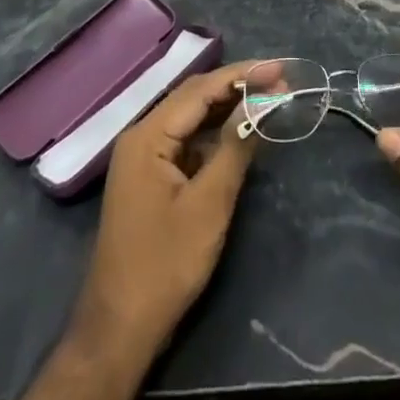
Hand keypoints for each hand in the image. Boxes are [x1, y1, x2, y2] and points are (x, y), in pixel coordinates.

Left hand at [71, 59, 277, 359]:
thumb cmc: (165, 265)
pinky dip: (215, 134)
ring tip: (269, 100)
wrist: (119, 330)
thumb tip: (261, 103)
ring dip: (228, 108)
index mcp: (148, 136)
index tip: (280, 68)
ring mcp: (144, 159)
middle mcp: (141, 137)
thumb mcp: (209, 204)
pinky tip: (241, 133)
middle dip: (238, 87)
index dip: (243, 75)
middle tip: (280, 81)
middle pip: (194, 97)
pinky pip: (187, 141)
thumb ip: (235, 146)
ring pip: (191, 118)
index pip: (201, 89)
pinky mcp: (151, 179)